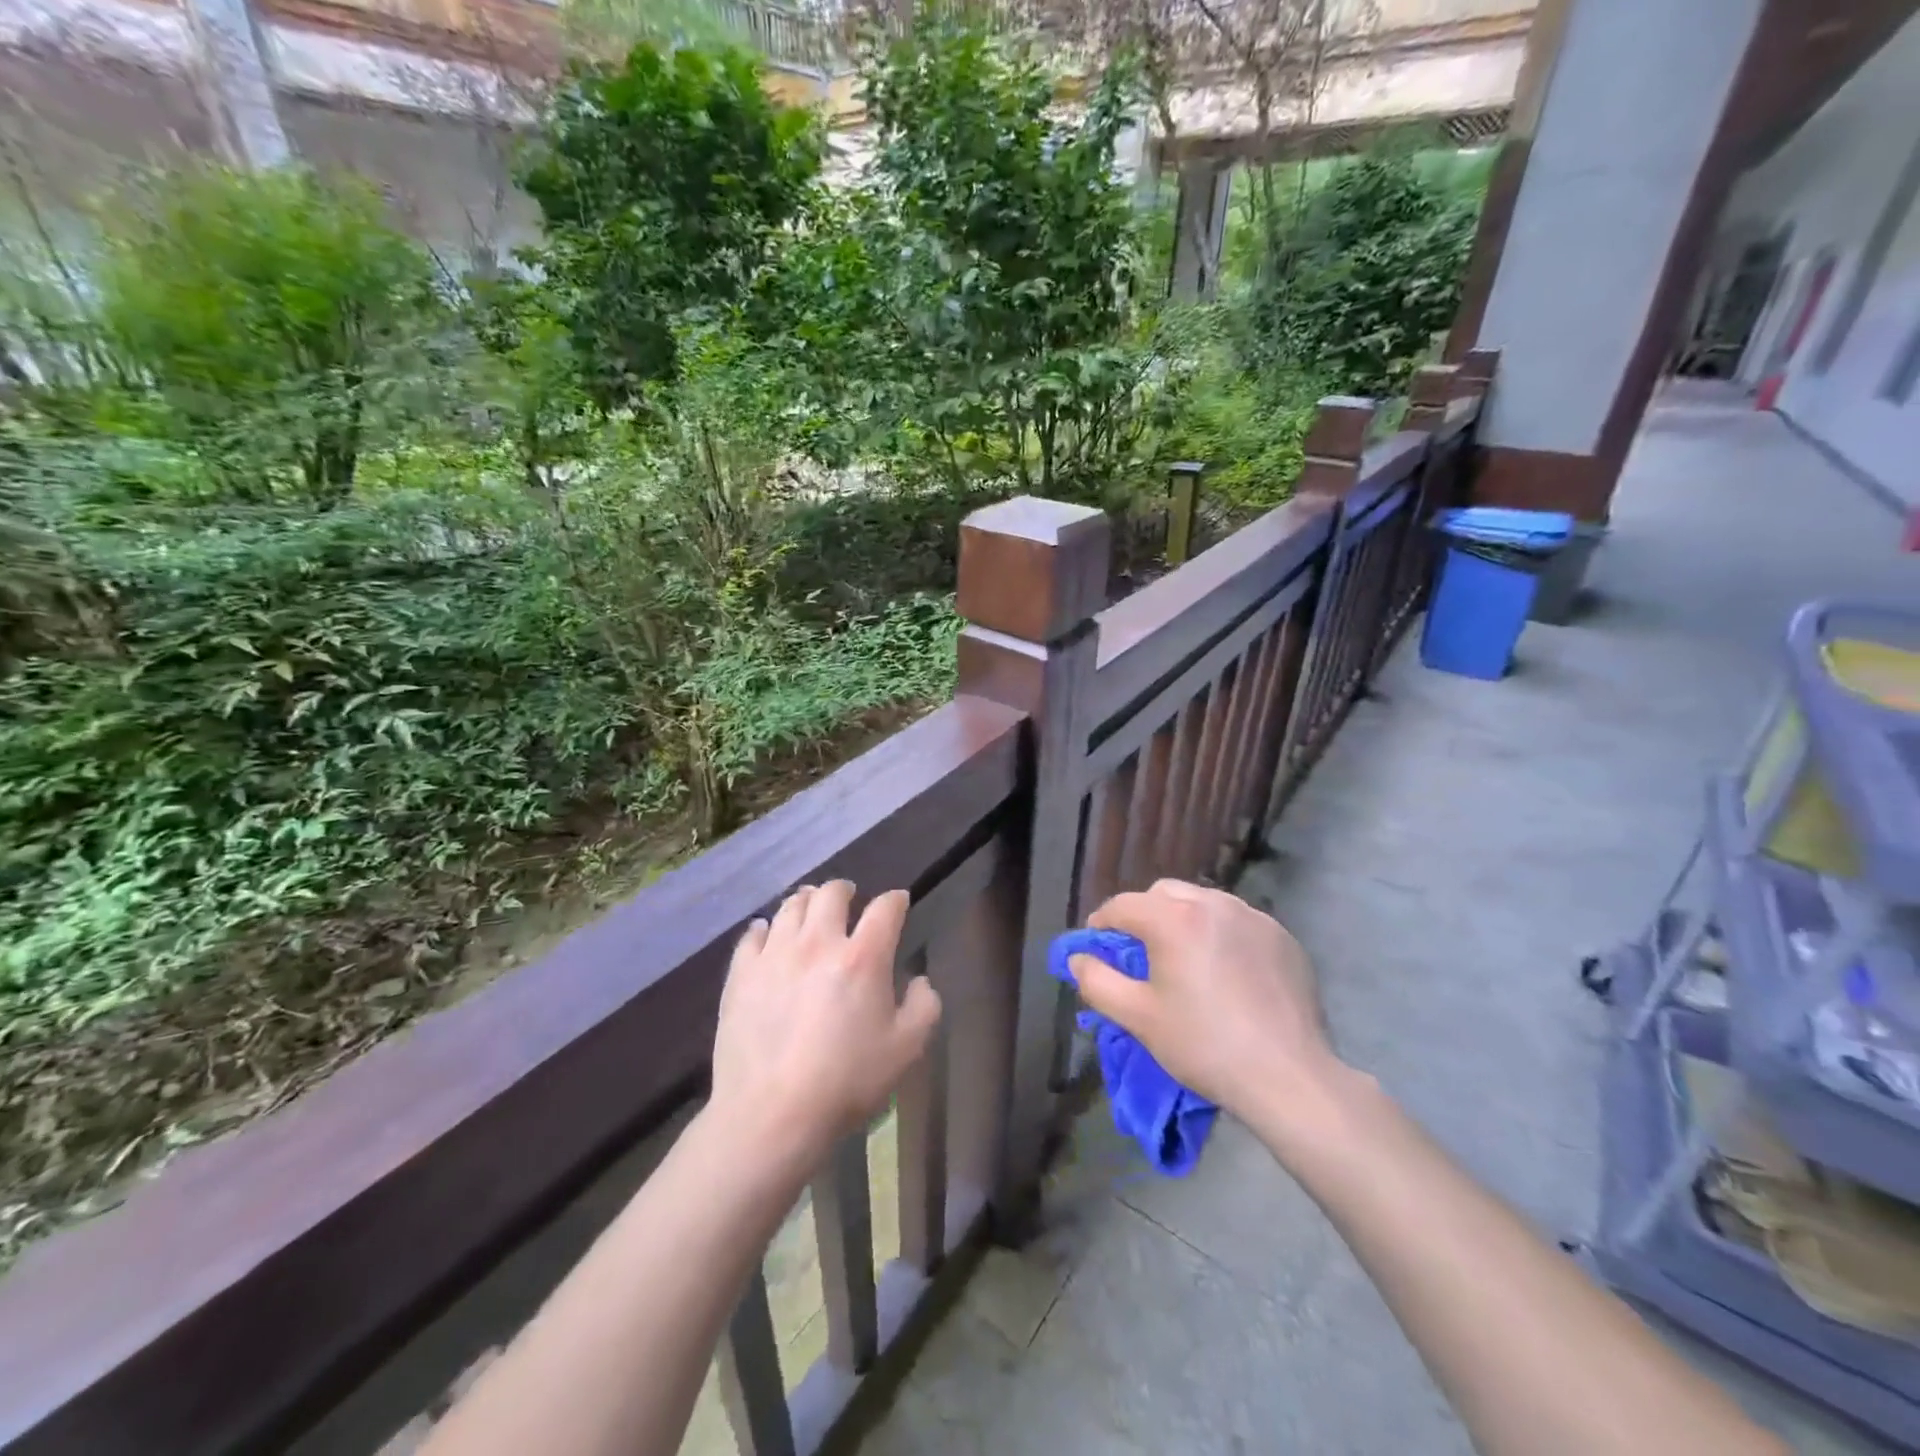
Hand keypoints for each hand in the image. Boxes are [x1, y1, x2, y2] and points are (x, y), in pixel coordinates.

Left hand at [709, 881, 940, 1168]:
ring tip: (810, 910)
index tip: (898, 903)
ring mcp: (774, 955)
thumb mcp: (906, 1050)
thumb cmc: (846, 1082)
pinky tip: (767, 935)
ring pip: (791, 906)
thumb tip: (919, 981)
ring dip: (806, 902)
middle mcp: (818, 943)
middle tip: (849, 899)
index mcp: (863, 957)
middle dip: (845, 890)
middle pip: (831, 893)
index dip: (895, 900)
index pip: (885, 908)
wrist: (771, 1115)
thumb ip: (924, 1007)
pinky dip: (765, 929)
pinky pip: (752, 935)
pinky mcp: (741, 974)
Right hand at [1070, 879, 1341, 1123]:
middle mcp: (1213, 904)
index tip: (1097, 949)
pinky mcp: (1282, 937)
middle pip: (1163, 893)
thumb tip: (1078, 959)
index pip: (1122, 905)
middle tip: (1141, 955)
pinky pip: (1238, 922)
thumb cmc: (1204, 1045)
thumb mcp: (1138, 1018)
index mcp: (1174, 918)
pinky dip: (1221, 935)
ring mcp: (1253, 917)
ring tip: (1186, 961)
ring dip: (1184, 921)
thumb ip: (1097, 982)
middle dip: (1144, 915)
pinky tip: (1227, 973)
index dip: (1101, 925)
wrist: (1288, 1076)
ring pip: (1203, 903)